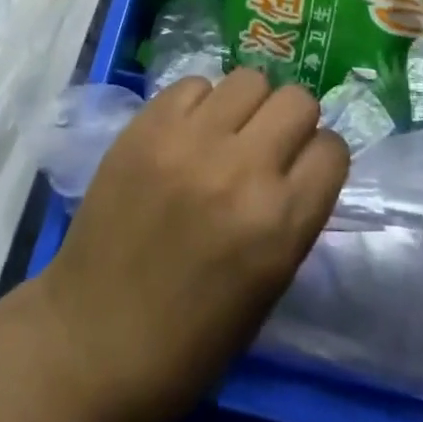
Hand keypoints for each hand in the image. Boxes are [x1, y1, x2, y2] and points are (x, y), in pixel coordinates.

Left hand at [29, 68, 348, 421]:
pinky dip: (198, 104)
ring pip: (249, 79)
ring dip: (246, 106)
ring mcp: (191, 140)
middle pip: (297, 100)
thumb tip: (300, 165)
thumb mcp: (267, 290)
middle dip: (291, 121)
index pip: (332, 150)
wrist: (90, 342)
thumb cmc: (188, 341)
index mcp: (280, 224)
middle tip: (266, 145)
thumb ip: (291, 218)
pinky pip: (194, 84)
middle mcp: (242, 170)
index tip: (303, 169)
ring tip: (224, 134)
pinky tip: (185, 135)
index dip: (320, 158)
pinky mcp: (148, 125)